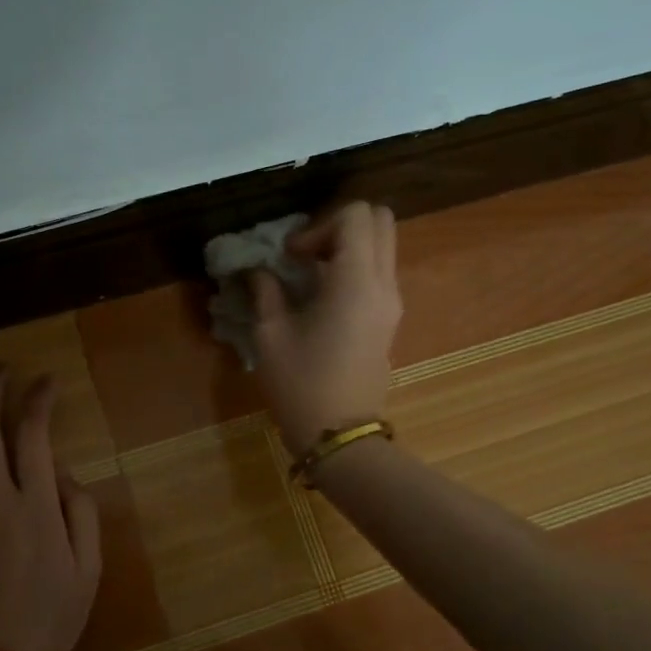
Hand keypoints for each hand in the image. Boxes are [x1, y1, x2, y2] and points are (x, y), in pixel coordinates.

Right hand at [251, 201, 401, 453]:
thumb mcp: (271, 335)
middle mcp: (383, 283)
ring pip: (383, 245)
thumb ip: (265, 291)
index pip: (355, 216)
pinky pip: (380, 271)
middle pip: (379, 220)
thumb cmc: (301, 384)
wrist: (339, 434)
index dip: (318, 225)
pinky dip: (355, 266)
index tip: (290, 256)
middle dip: (339, 225)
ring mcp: (392, 302)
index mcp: (355, 281)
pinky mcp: (390, 319)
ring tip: (310, 274)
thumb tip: (258, 270)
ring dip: (348, 246)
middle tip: (305, 254)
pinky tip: (323, 295)